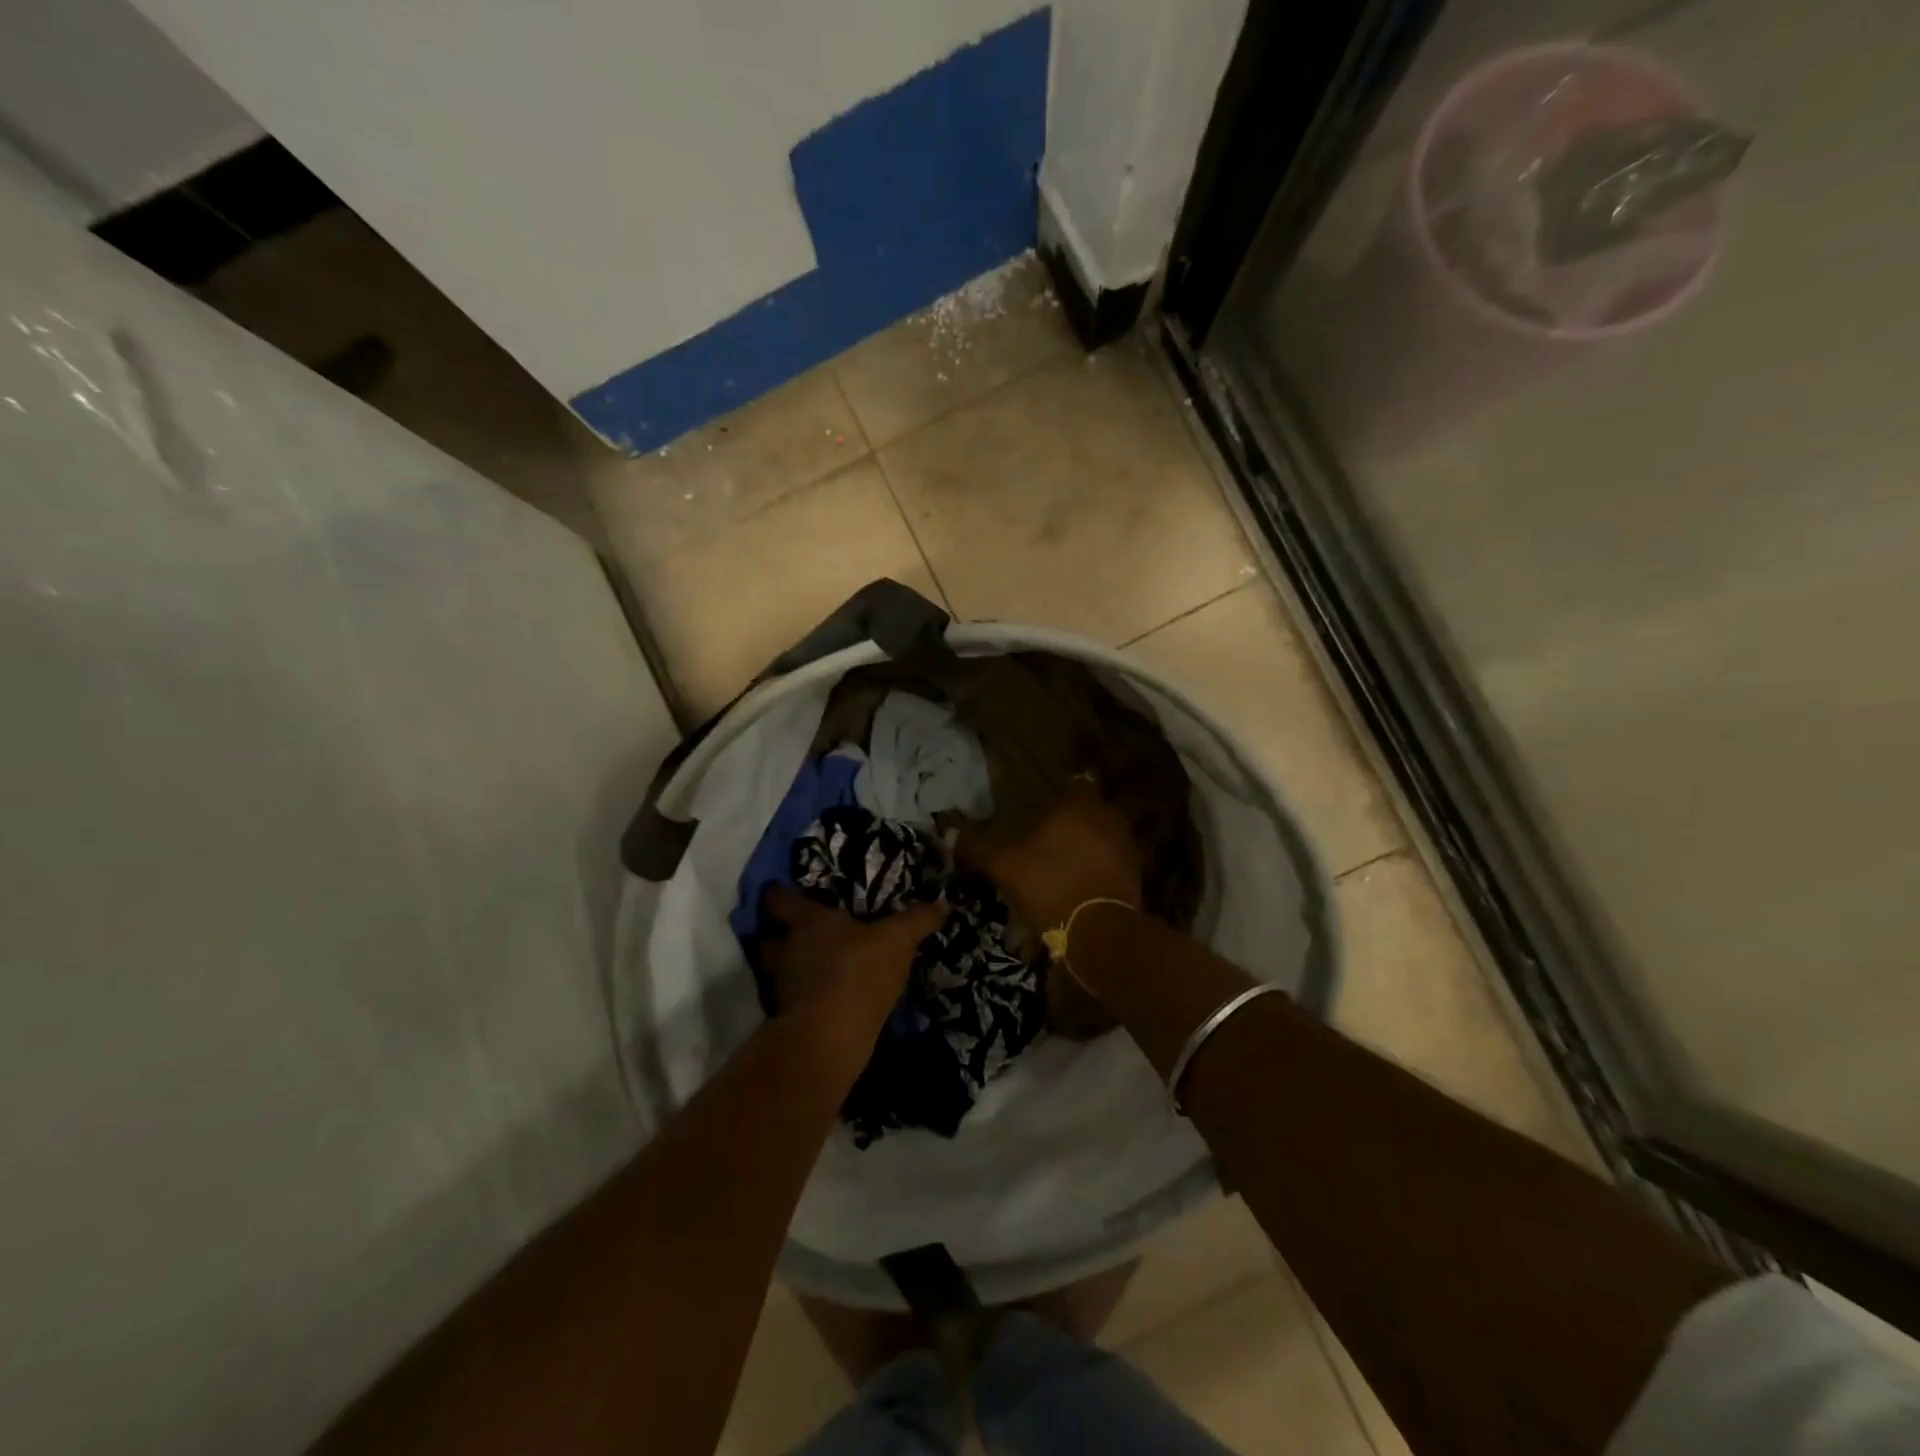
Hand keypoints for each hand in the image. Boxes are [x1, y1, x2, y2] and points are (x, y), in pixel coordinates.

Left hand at [760, 885, 946, 1028]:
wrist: (832, 1036)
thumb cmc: (859, 970)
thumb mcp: (898, 940)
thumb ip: (917, 920)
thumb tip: (943, 903)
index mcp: (808, 922)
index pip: (780, 900)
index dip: (778, 894)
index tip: (778, 889)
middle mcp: (788, 950)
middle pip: (769, 938)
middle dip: (779, 936)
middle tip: (798, 933)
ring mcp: (784, 987)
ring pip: (778, 971)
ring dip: (790, 969)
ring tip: (813, 968)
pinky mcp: (789, 1019)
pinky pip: (793, 1001)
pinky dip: (803, 999)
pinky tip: (825, 999)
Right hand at [959, 779, 1142, 932]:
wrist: (1100, 932)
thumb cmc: (1051, 884)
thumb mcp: (1005, 866)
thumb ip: (979, 847)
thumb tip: (949, 833)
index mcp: (1080, 807)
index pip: (1078, 783)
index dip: (1065, 790)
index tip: (1050, 801)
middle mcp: (1109, 820)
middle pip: (1094, 812)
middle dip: (1077, 821)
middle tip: (1053, 834)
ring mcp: (1127, 850)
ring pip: (1105, 839)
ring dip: (1091, 847)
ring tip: (1066, 863)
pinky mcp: (1135, 879)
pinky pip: (1113, 866)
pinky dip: (1100, 872)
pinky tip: (1080, 886)